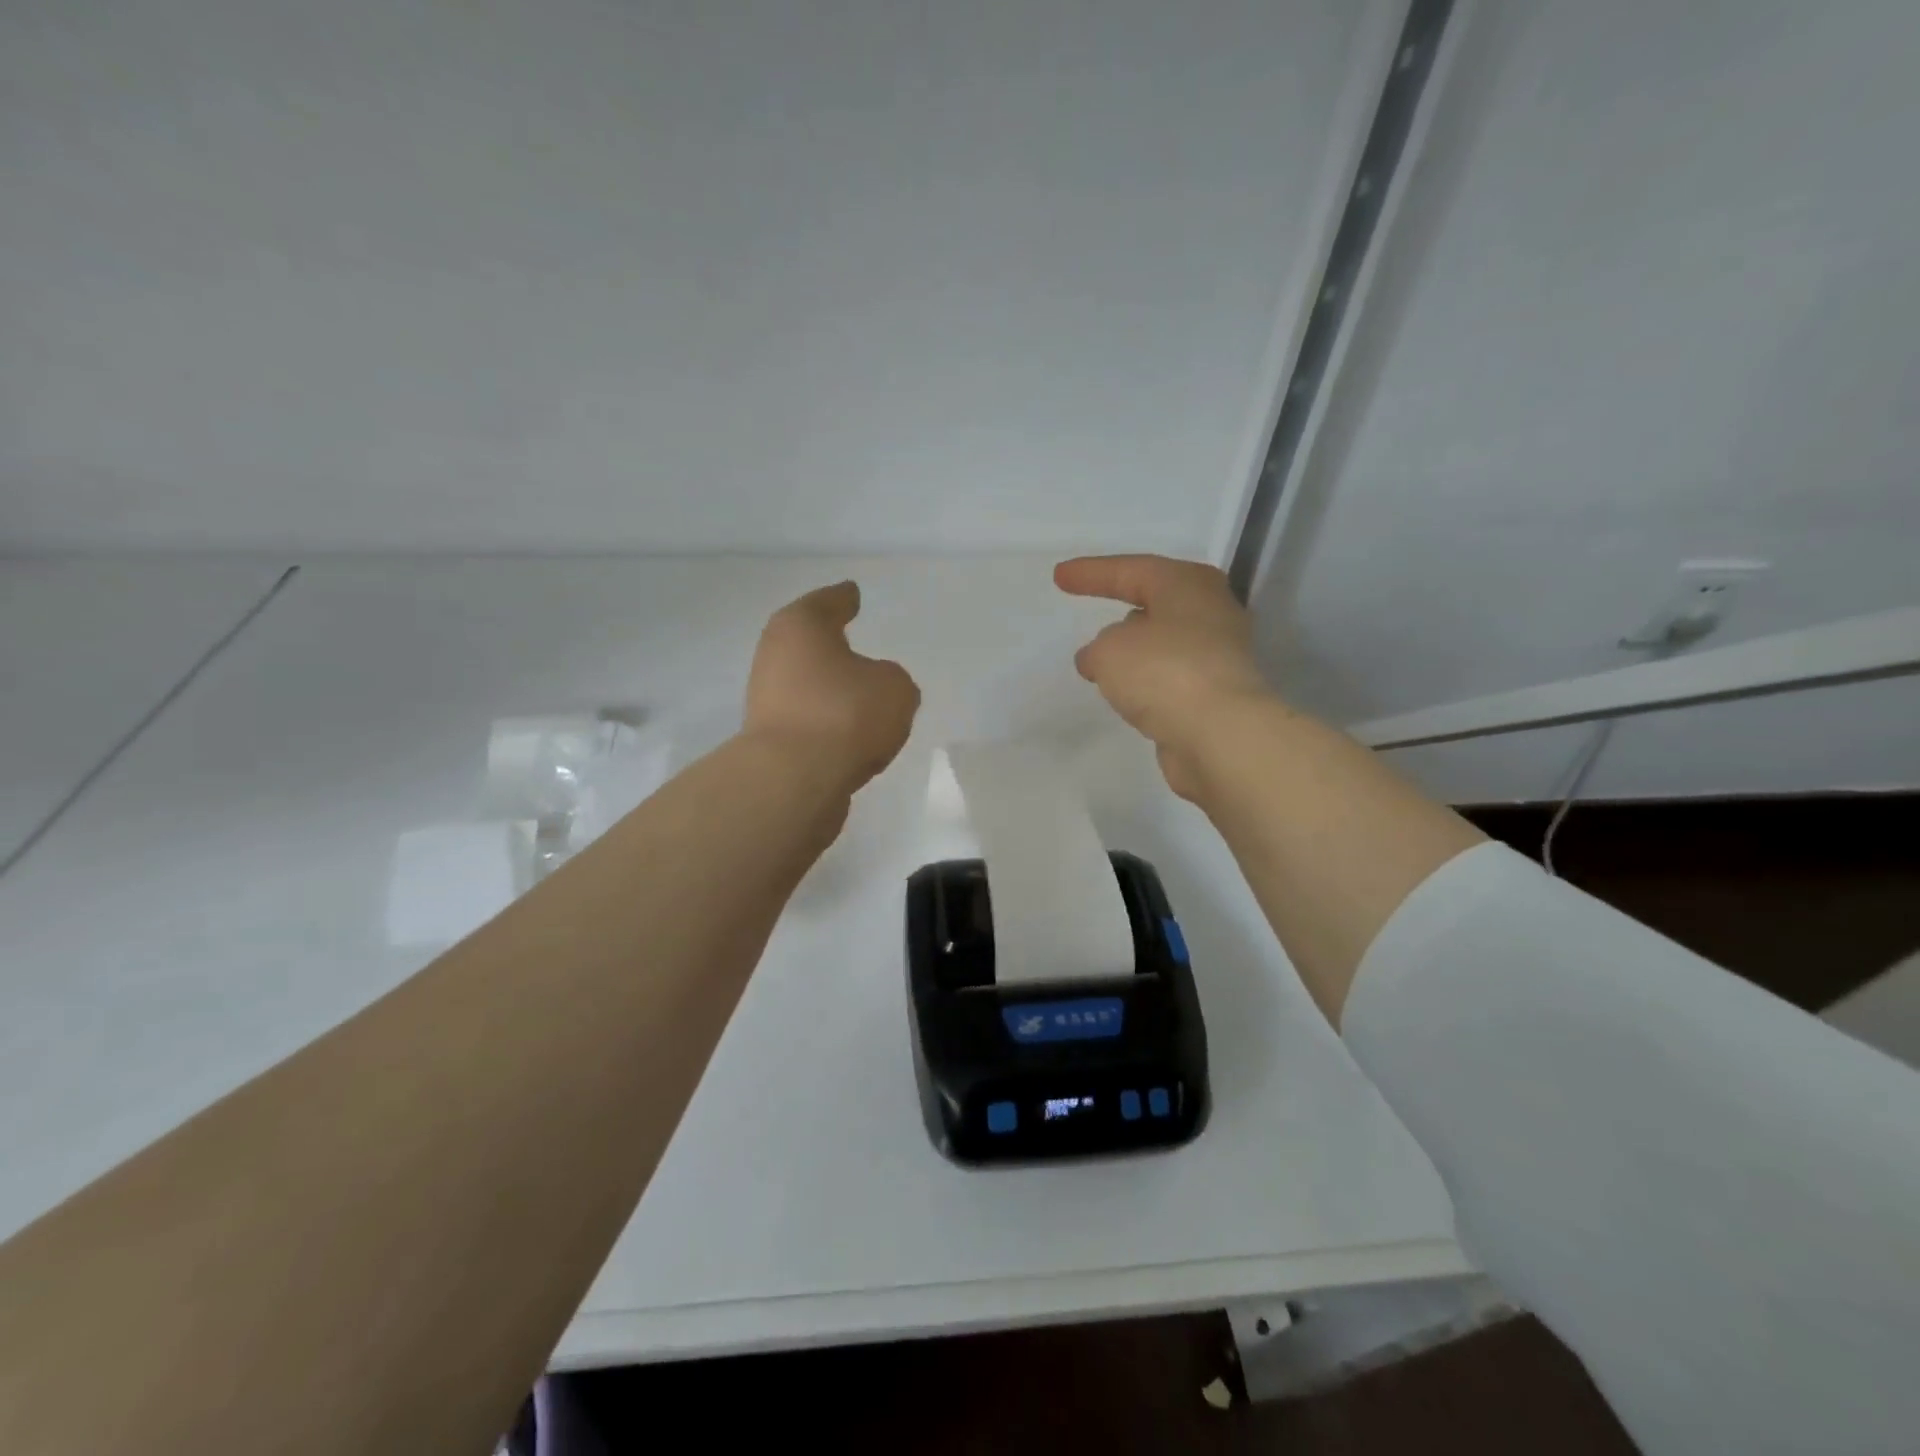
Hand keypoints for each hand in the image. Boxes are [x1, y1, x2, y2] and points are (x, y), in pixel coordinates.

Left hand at [744, 581, 920, 792]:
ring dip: (831, 693)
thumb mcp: (895, 688)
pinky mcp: (770, 742)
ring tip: (863, 701)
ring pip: (808, 688)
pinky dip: (828, 726)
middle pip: (809, 646)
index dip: (844, 599)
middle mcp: (775, 657)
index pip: (828, 603)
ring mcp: (767, 701)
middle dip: (832, 649)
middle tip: (857, 647)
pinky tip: (851, 738)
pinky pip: (810, 724)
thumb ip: (891, 681)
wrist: (794, 780)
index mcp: (800, 627)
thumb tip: (874, 689)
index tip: (853, 593)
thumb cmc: (845, 713)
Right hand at [1055, 554, 1273, 799]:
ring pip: (1166, 643)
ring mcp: (1219, 656)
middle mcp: (1211, 612)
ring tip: (1102, 661)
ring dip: (1136, 650)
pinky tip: (1127, 694)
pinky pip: (1172, 678)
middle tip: (1093, 613)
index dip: (1092, 573)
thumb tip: (1101, 658)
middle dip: (1125, 608)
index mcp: (1188, 585)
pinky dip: (1148, 681)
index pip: (1131, 570)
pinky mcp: (1217, 695)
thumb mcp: (1109, 650)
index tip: (1059, 577)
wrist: (1222, 735)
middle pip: (1158, 602)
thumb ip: (1097, 649)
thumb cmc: (1164, 672)